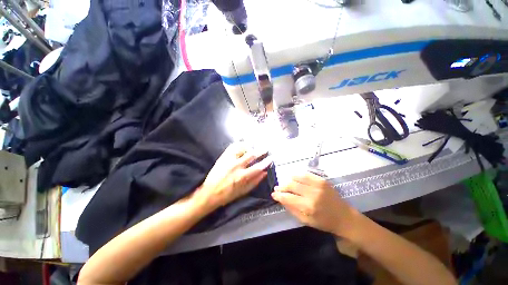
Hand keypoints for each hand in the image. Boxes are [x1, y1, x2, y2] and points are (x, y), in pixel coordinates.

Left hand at [197, 142, 272, 210]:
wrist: (209, 193)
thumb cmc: (228, 194)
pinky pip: (232, 146)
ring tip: (254, 146)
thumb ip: (255, 181)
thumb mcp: (244, 191)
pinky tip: (243, 144)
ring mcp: (228, 159)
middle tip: (266, 148)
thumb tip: (265, 173)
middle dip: (261, 150)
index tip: (270, 158)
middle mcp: (236, 166)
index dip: (266, 162)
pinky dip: (239, 144)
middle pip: (251, 154)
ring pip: (242, 148)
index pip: (258, 167)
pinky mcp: (223, 157)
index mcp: (242, 176)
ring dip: (250, 146)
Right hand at [272, 173, 359, 238]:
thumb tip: (280, 199)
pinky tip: (294, 178)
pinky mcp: (322, 180)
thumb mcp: (306, 221)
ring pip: (297, 177)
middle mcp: (312, 193)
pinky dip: (297, 176)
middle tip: (277, 188)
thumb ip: (292, 209)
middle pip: (291, 185)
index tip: (273, 194)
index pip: (288, 197)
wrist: (345, 217)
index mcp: (308, 206)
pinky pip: (305, 174)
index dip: (278, 195)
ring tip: (285, 184)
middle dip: (282, 186)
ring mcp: (318, 185)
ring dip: (288, 180)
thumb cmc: (324, 222)